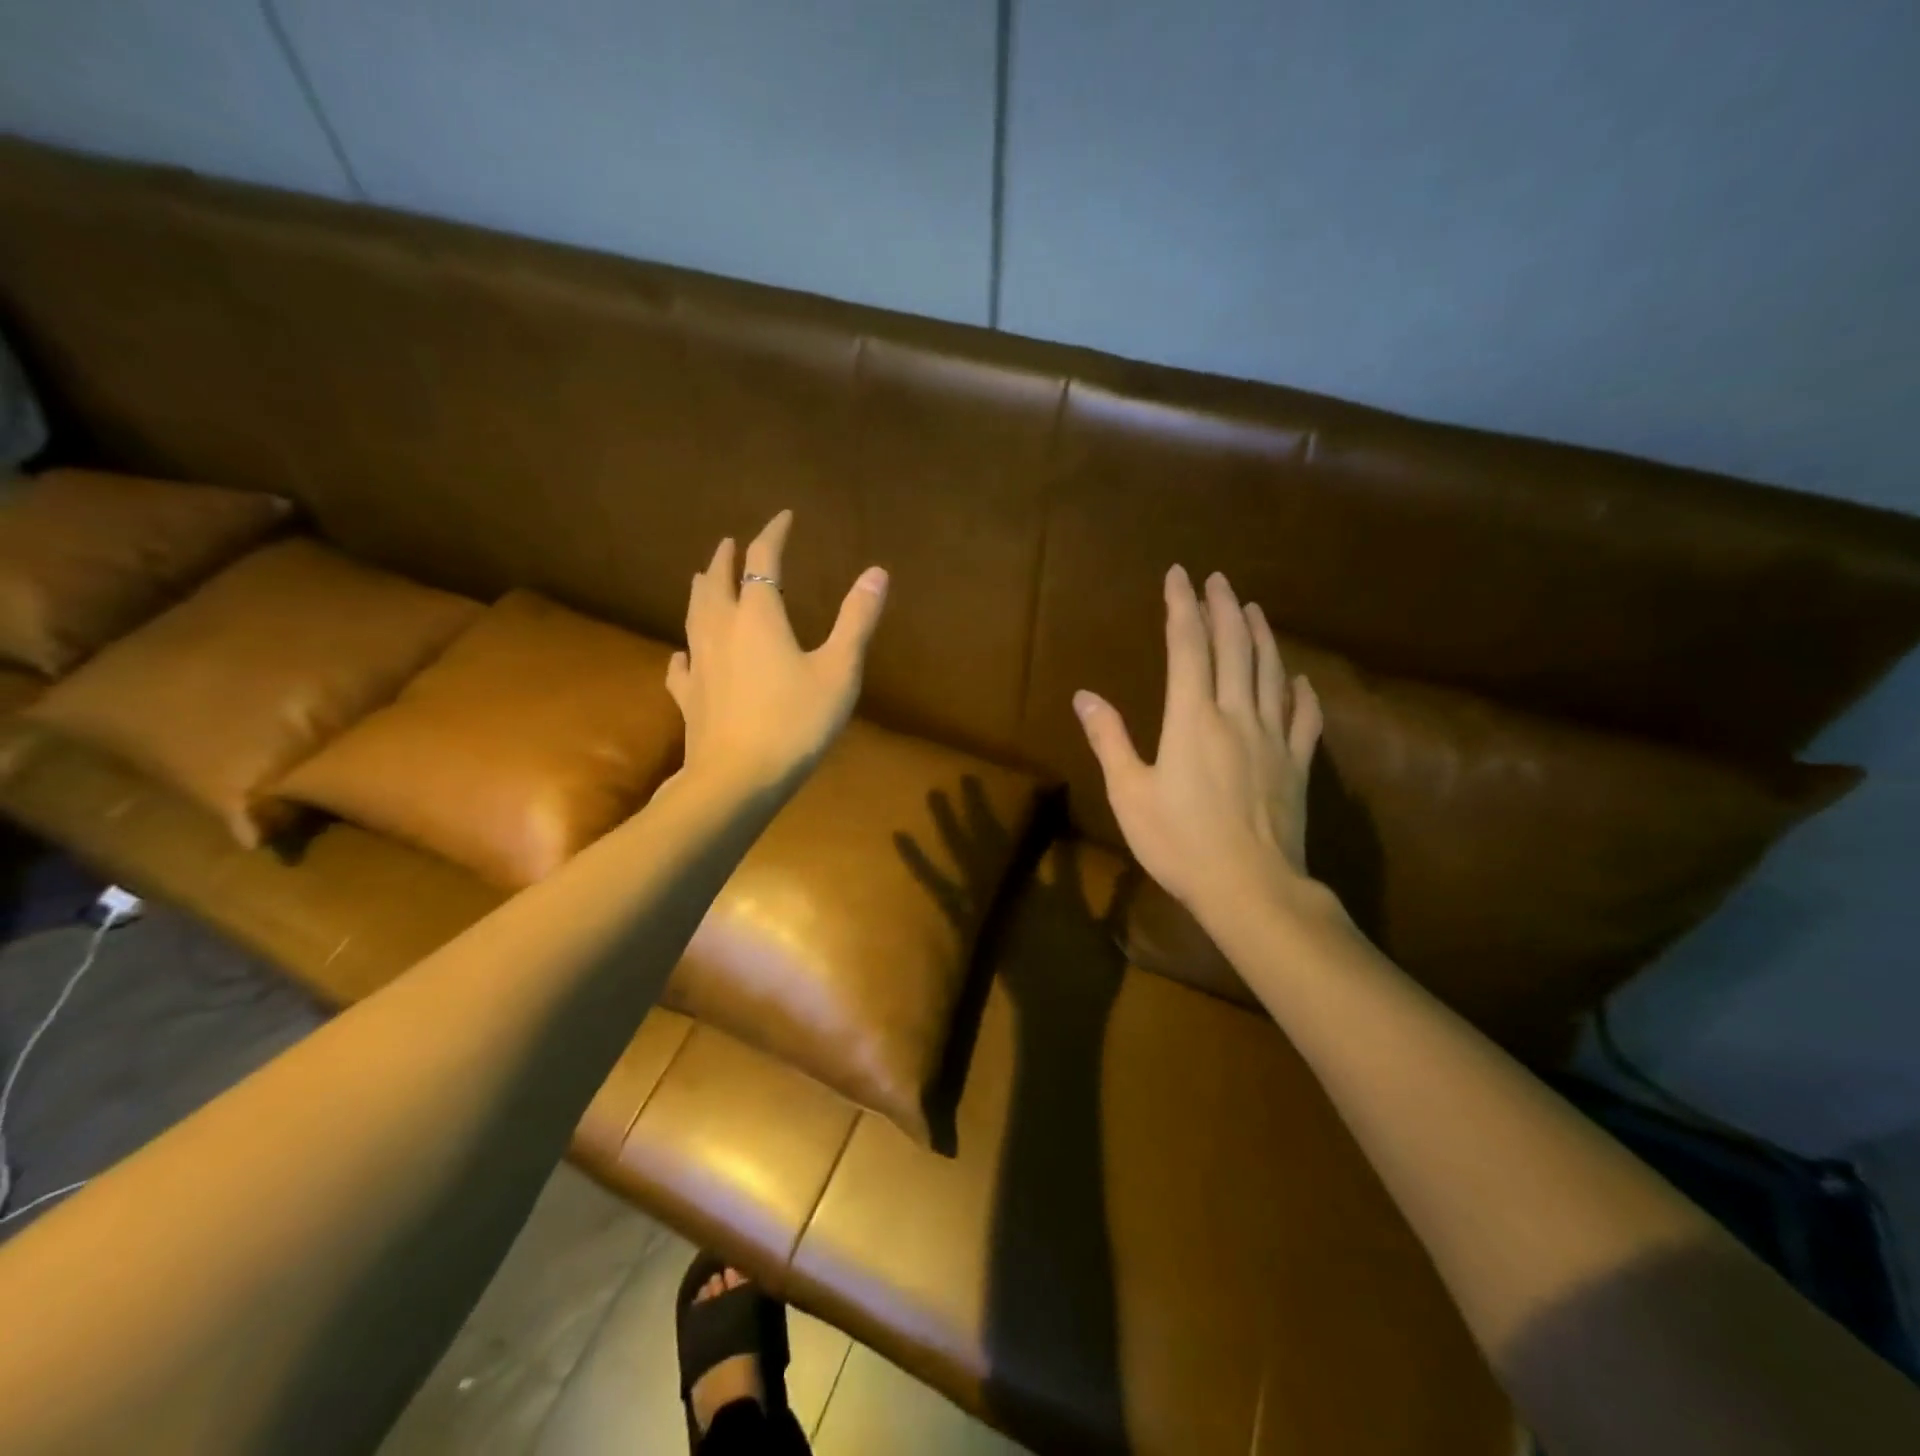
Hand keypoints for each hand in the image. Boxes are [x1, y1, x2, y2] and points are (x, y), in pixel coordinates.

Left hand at [666, 510, 887, 793]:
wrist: (739, 778)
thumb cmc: (796, 721)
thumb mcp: (840, 670)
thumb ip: (857, 620)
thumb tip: (877, 572)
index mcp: (759, 616)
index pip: (763, 560)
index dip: (773, 534)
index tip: (783, 517)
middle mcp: (722, 629)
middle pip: (717, 582)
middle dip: (726, 558)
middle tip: (730, 543)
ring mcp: (700, 663)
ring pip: (694, 614)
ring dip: (701, 590)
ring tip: (702, 578)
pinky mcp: (689, 696)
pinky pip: (681, 664)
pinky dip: (686, 648)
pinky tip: (683, 654)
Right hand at [1073, 565, 1321, 927]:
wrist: (1251, 888)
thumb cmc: (1180, 843)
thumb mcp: (1129, 794)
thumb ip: (1109, 740)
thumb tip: (1084, 696)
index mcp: (1192, 718)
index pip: (1187, 646)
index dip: (1181, 606)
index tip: (1178, 574)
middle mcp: (1236, 715)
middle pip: (1234, 648)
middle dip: (1224, 607)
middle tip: (1218, 579)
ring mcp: (1273, 739)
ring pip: (1272, 673)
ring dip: (1262, 636)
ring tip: (1254, 609)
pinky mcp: (1297, 765)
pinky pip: (1304, 719)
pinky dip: (1301, 693)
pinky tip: (1299, 680)